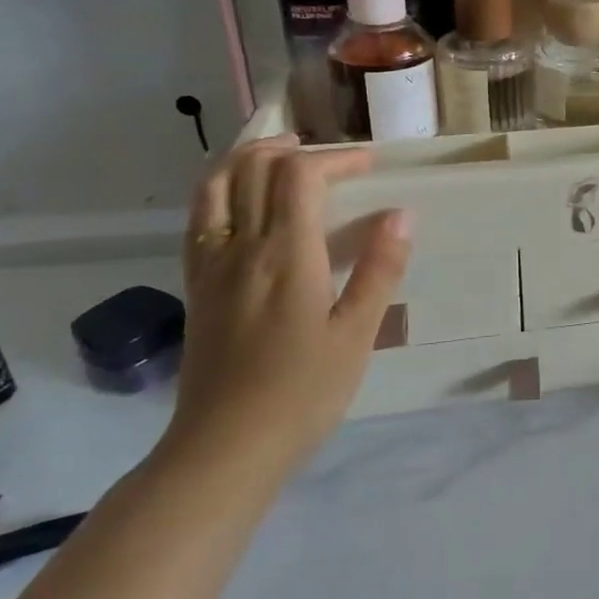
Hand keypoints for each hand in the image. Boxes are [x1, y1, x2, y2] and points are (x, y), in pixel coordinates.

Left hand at [166, 136, 412, 475]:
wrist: (224, 448)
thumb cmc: (302, 392)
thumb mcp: (357, 334)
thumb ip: (380, 269)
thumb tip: (401, 214)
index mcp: (286, 255)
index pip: (300, 176)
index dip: (335, 158)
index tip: (368, 165)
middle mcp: (242, 248)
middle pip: (253, 169)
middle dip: (292, 150)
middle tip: (329, 158)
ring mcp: (211, 266)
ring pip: (216, 187)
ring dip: (248, 159)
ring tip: (280, 159)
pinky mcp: (197, 287)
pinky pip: (201, 219)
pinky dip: (221, 191)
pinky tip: (242, 204)